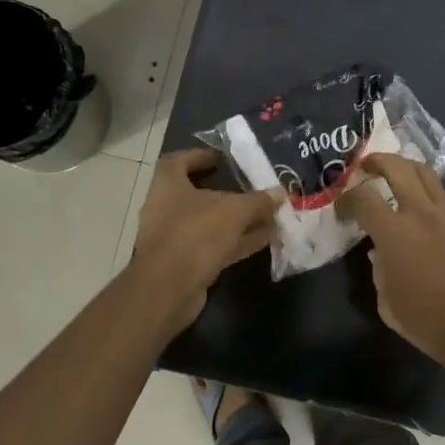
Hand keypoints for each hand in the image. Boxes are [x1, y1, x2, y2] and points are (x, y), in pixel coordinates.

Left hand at [129, 149, 279, 329]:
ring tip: (268, 216)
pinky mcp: (184, 264)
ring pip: (209, 223)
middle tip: (252, 189)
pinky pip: (214, 246)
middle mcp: (166, 208)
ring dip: (237, 220)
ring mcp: (174, 238)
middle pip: (197, 194)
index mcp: (168, 185)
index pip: (178, 161)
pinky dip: (236, 241)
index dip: (199, 156)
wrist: (169, 289)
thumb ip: (258, 201)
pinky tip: (263, 240)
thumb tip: (279, 193)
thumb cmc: (195, 234)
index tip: (222, 159)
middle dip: (227, 192)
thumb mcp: (234, 211)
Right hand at [340, 154, 444, 372]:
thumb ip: (378, 270)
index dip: (347, 198)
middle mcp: (421, 212)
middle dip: (377, 161)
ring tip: (397, 174)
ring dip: (406, 167)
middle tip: (366, 165)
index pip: (363, 197)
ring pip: (426, 173)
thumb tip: (381, 252)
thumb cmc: (429, 322)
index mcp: (394, 232)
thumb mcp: (388, 303)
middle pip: (397, 168)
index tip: (342, 207)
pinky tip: (428, 207)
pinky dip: (432, 193)